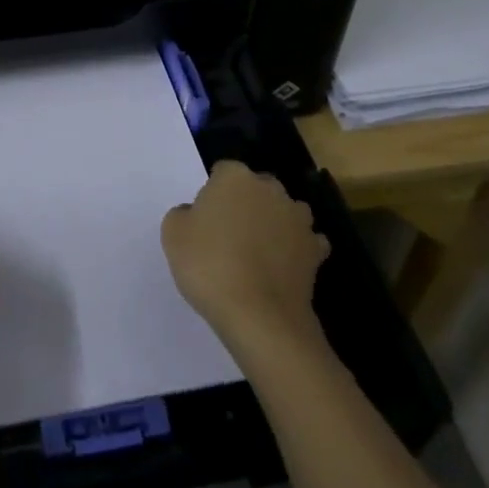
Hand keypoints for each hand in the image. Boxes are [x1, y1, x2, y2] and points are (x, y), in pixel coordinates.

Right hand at [162, 160, 329, 356]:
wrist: (259, 316)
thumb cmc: (209, 265)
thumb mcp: (172, 234)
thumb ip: (183, 213)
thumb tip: (196, 214)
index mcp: (235, 177)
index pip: (222, 171)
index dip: (213, 192)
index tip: (205, 217)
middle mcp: (270, 189)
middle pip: (257, 187)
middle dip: (247, 202)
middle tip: (229, 233)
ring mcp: (298, 219)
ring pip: (285, 211)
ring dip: (275, 222)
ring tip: (258, 251)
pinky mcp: (316, 251)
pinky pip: (306, 242)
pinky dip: (297, 250)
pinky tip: (283, 267)